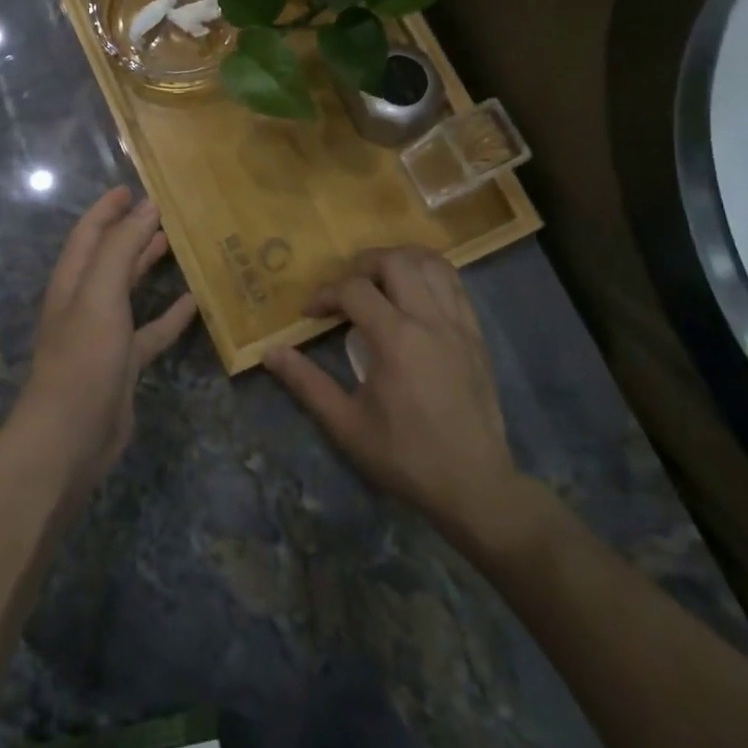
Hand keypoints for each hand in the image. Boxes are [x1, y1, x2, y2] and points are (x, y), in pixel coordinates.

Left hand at [14, 187, 198, 494]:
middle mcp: (85, 302)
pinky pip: (150, 331)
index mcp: (72, 281)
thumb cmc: (82, 357)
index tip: (131, 187)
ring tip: (176, 243)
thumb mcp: (99, 294)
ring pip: (128, 290)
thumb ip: (121, 247)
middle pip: (109, 256)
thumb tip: (147, 206)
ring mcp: (104, 334)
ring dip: (147, 265)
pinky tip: (193, 302)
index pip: (89, 233)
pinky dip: (169, 315)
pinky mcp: (124, 363)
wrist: (70, 437)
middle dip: (130, 231)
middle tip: (162, 210)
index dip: (107, 209)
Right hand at [264, 246, 546, 553]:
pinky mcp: (477, 336)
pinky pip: (455, 285)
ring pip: (431, 263)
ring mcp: (459, 325)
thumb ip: (307, 383)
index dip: (325, 294)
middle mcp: (430, 320)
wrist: (475, 486)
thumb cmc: (405, 456)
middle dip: (362, 265)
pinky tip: (414, 294)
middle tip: (345, 289)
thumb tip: (270, 352)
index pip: (354, 289)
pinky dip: (430, 275)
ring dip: (399, 262)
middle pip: (395, 260)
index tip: (310, 314)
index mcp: (396, 340)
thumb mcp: (346, 425)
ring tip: (379, 282)